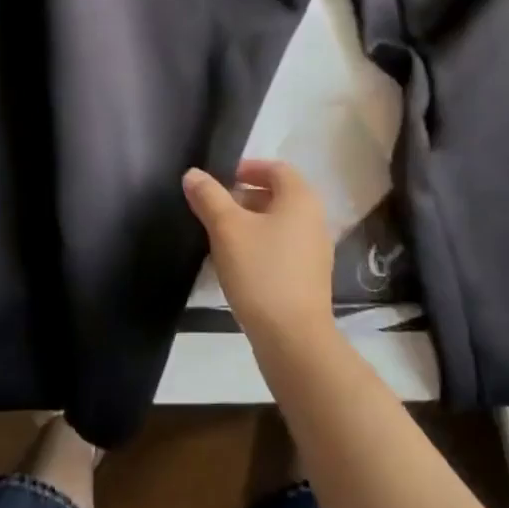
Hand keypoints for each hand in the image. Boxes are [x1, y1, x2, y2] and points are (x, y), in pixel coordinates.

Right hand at [182, 159, 333, 342]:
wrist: (293, 339)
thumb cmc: (261, 272)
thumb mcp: (227, 229)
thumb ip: (209, 197)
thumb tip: (193, 174)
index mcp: (300, 198)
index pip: (276, 168)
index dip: (247, 168)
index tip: (220, 179)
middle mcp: (314, 219)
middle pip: (277, 195)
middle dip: (244, 197)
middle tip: (213, 209)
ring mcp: (314, 251)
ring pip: (278, 224)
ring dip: (250, 224)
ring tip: (219, 238)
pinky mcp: (309, 278)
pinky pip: (282, 249)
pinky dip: (260, 247)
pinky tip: (236, 266)